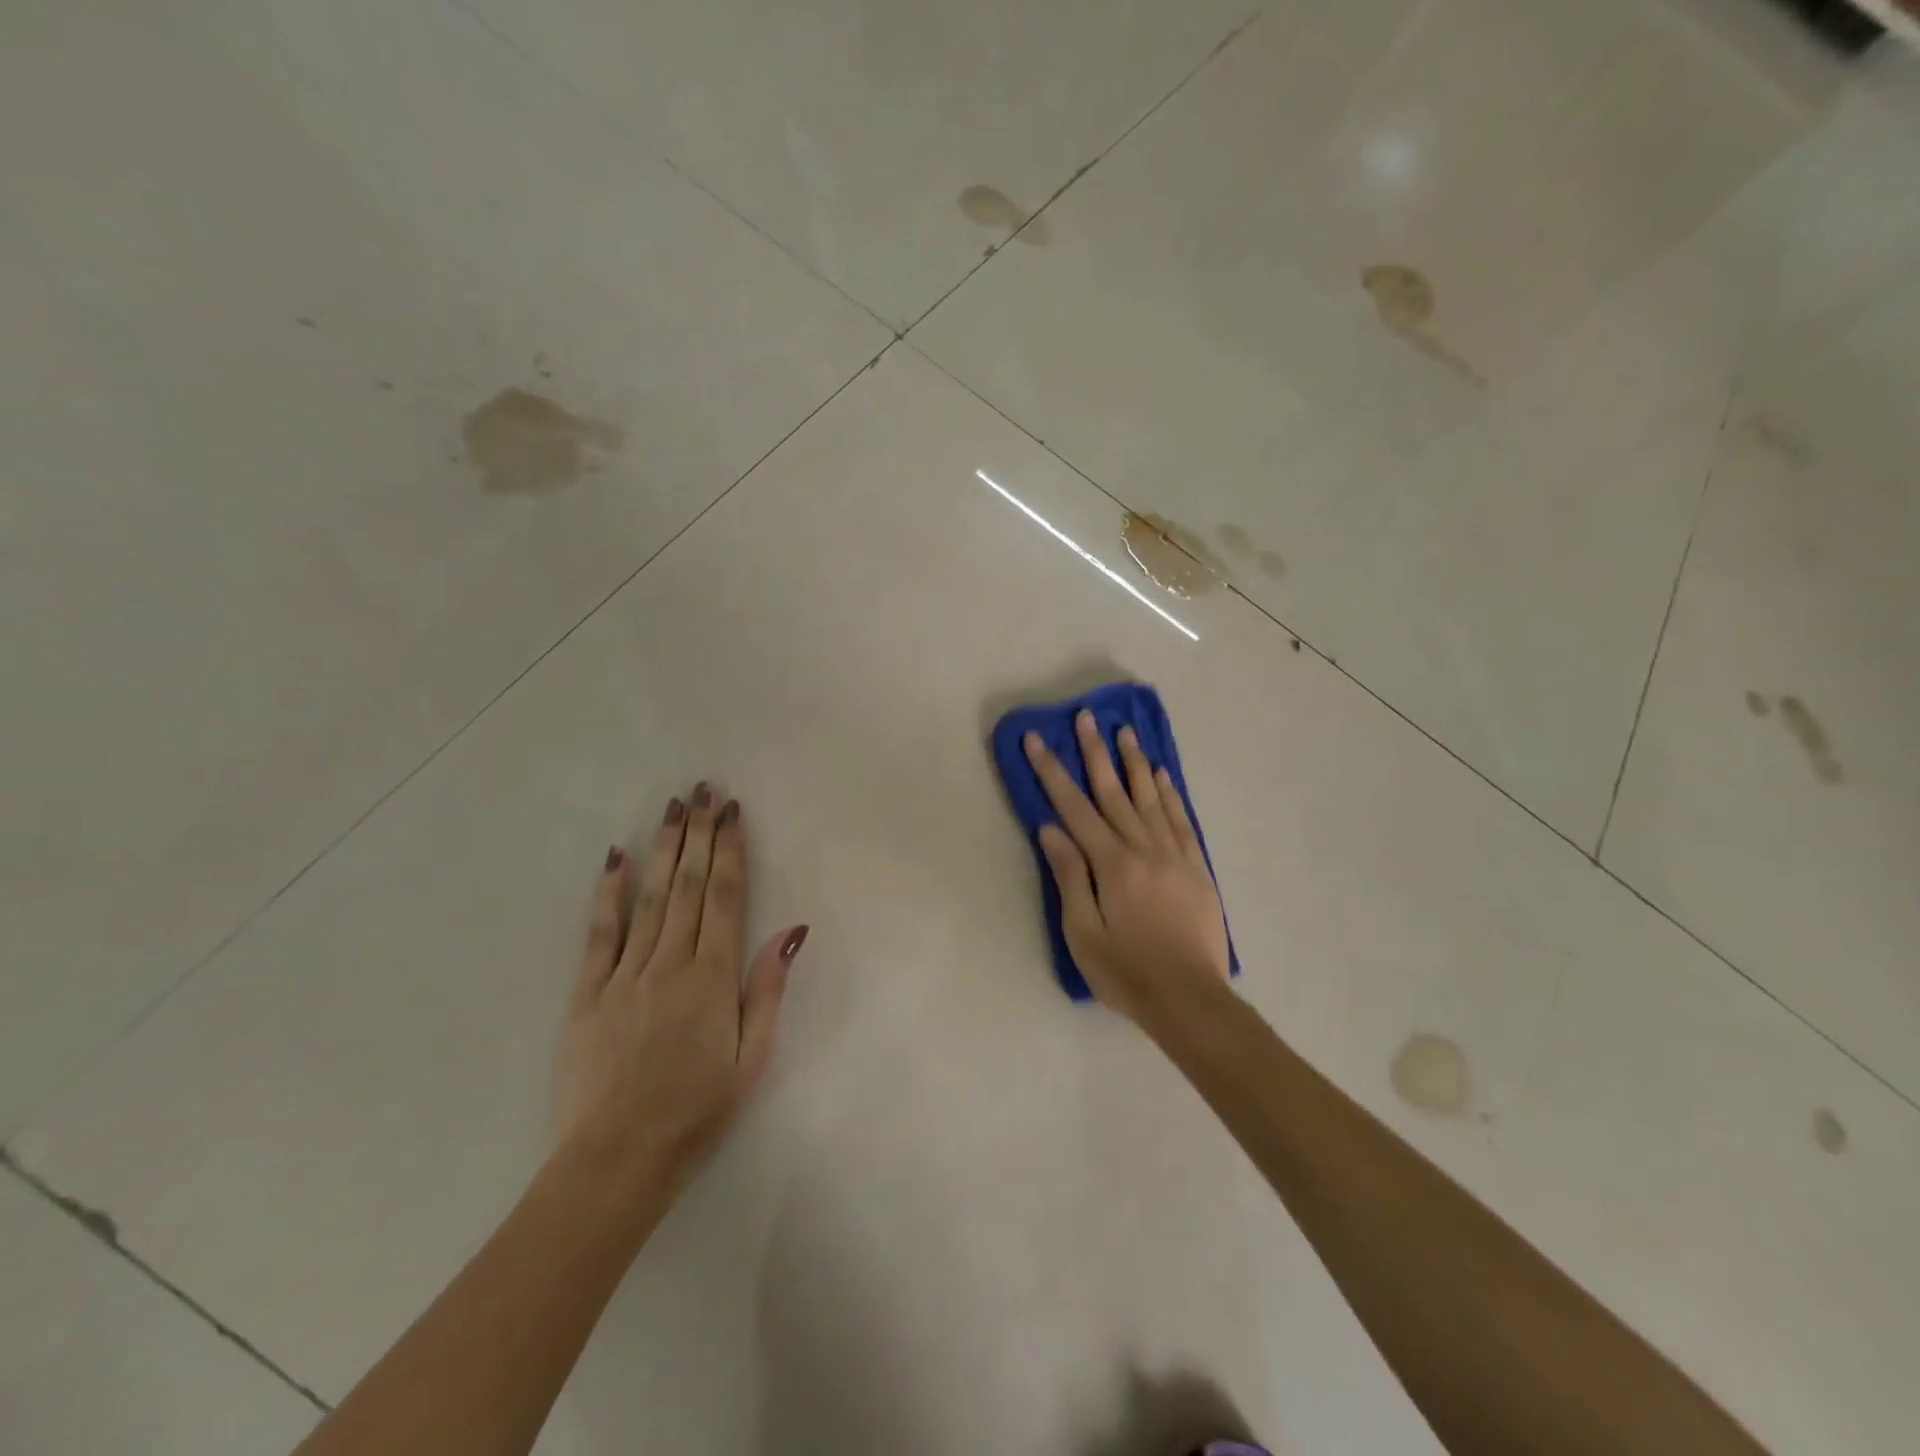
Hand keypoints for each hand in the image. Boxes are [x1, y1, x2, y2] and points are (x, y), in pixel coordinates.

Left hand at [556, 783, 805, 1190]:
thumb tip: (791, 931)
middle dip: (698, 833)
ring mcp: (624, 974)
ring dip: (662, 847)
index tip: (733, 811)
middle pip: (686, 884)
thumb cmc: (697, 1111)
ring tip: (671, 807)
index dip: (730, 849)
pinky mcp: (588, 993)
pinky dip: (607, 892)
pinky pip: (599, 932)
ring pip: (648, 897)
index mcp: (711, 977)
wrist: (617, 1160)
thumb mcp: (752, 1058)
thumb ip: (767, 989)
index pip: (724, 896)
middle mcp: (669, 963)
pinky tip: (615, 858)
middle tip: (703, 790)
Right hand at [1023, 711, 1228, 1026]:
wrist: (1191, 1000)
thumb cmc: (1126, 972)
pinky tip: (1161, 774)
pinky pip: (1181, 820)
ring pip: (1150, 797)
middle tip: (1086, 717)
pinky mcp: (1196, 867)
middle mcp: (1144, 848)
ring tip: (1124, 731)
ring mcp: (1175, 855)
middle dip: (1095, 752)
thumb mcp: (1083, 933)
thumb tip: (1050, 829)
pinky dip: (1169, 793)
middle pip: (1114, 792)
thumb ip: (1069, 876)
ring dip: (1134, 762)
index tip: (1037, 740)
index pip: (1074, 808)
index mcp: (1112, 864)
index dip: (1053, 772)